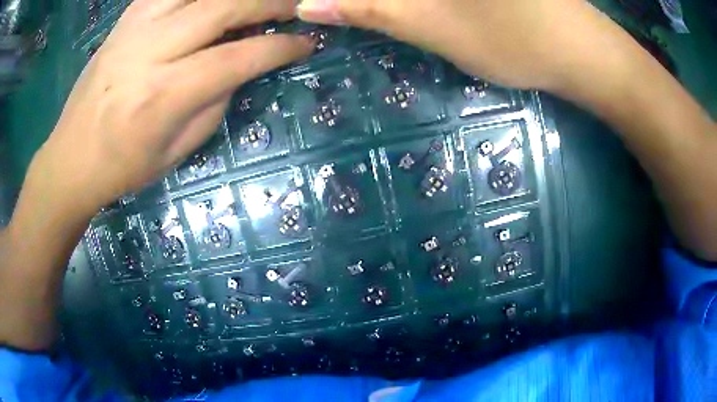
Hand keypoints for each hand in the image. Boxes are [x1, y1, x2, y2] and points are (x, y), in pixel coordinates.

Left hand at [33, 0, 312, 215]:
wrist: (70, 159)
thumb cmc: (122, 168)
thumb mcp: (176, 151)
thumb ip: (214, 102)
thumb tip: (243, 66)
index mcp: (163, 96)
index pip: (237, 58)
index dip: (279, 47)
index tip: (306, 43)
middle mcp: (149, 52)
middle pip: (223, 8)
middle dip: (269, 3)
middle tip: (295, 7)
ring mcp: (133, 29)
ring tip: (257, 0)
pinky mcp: (123, 21)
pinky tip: (211, 0)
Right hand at [297, 0, 602, 90]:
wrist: (584, 53)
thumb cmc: (514, 40)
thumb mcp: (433, 25)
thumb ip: (368, 8)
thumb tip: (308, 4)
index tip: (320, 9)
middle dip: (364, 0)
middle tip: (338, 11)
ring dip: (387, 1)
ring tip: (368, 11)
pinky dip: (418, 1)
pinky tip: (415, 10)